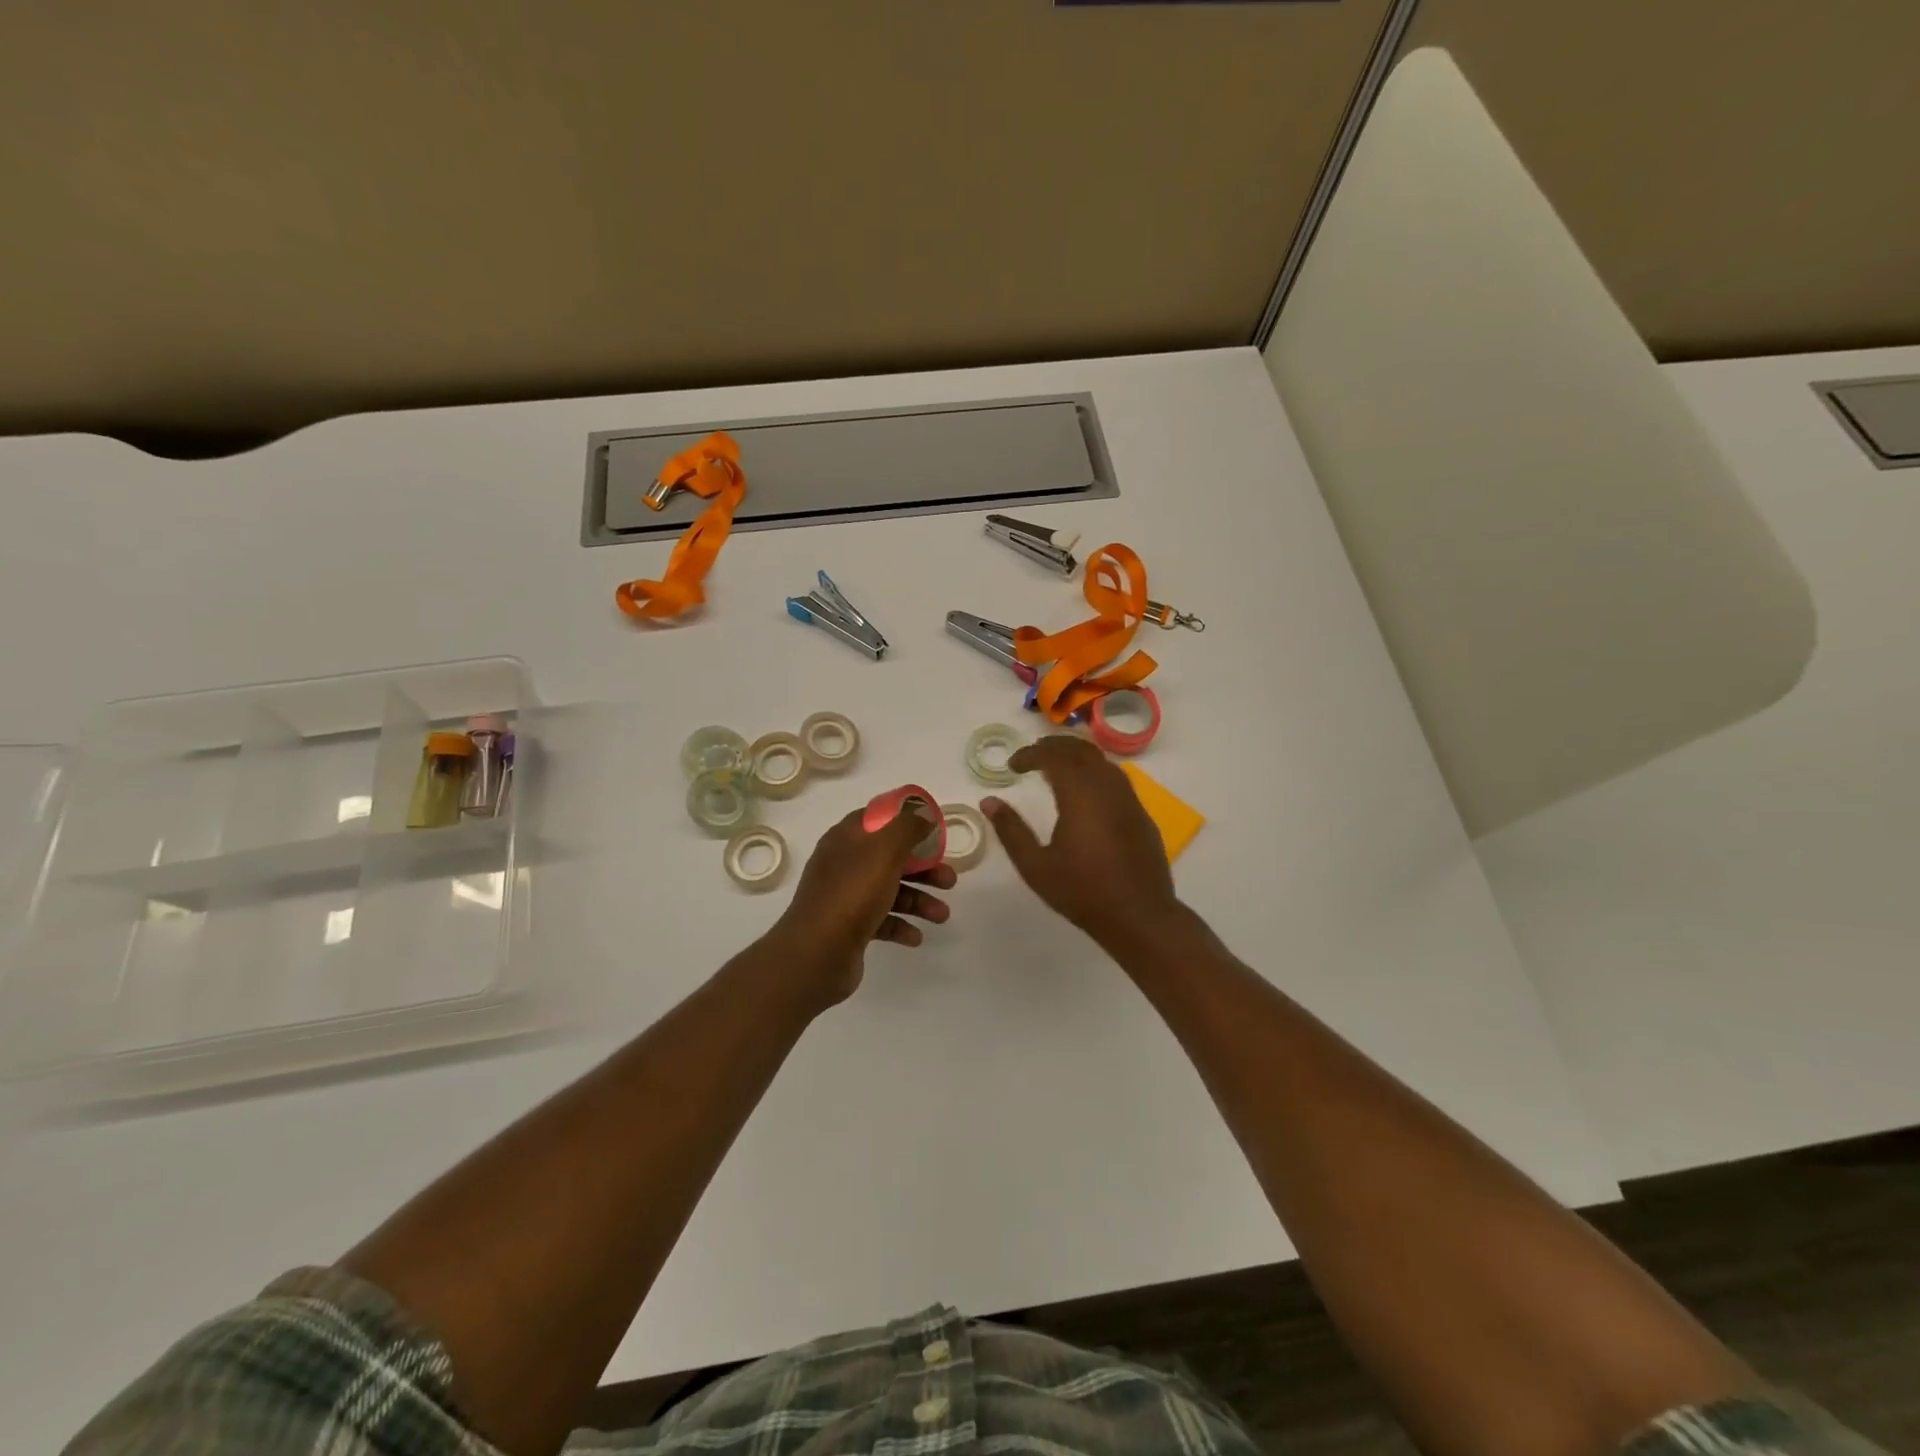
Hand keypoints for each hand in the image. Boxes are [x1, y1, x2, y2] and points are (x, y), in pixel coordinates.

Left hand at [769, 804, 956, 1008]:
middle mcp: (844, 864)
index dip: (906, 820)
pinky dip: (901, 925)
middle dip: (924, 868)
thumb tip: (923, 814)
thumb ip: (907, 827)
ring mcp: (845, 896)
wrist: (816, 953)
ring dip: (919, 900)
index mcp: (846, 838)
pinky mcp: (849, 927)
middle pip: (890, 857)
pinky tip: (916, 937)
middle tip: (950, 880)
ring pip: (890, 890)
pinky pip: (882, 920)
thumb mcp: (884, 850)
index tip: (934, 830)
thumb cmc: (852, 893)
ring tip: (942, 916)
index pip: (878, 818)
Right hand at [983, 735, 1179, 948]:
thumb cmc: (1082, 892)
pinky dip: (1096, 773)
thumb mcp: (1035, 866)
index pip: (1053, 757)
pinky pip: (1117, 780)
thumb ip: (1011, 830)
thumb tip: (989, 802)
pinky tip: (1086, 794)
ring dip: (1078, 757)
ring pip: (1103, 762)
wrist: (1139, 917)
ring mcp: (1129, 800)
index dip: (1030, 754)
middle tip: (1032, 756)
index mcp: (1080, 795)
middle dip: (1055, 746)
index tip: (1012, 765)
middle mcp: (1107, 788)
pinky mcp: (1141, 816)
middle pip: (1082, 750)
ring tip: (1057, 768)